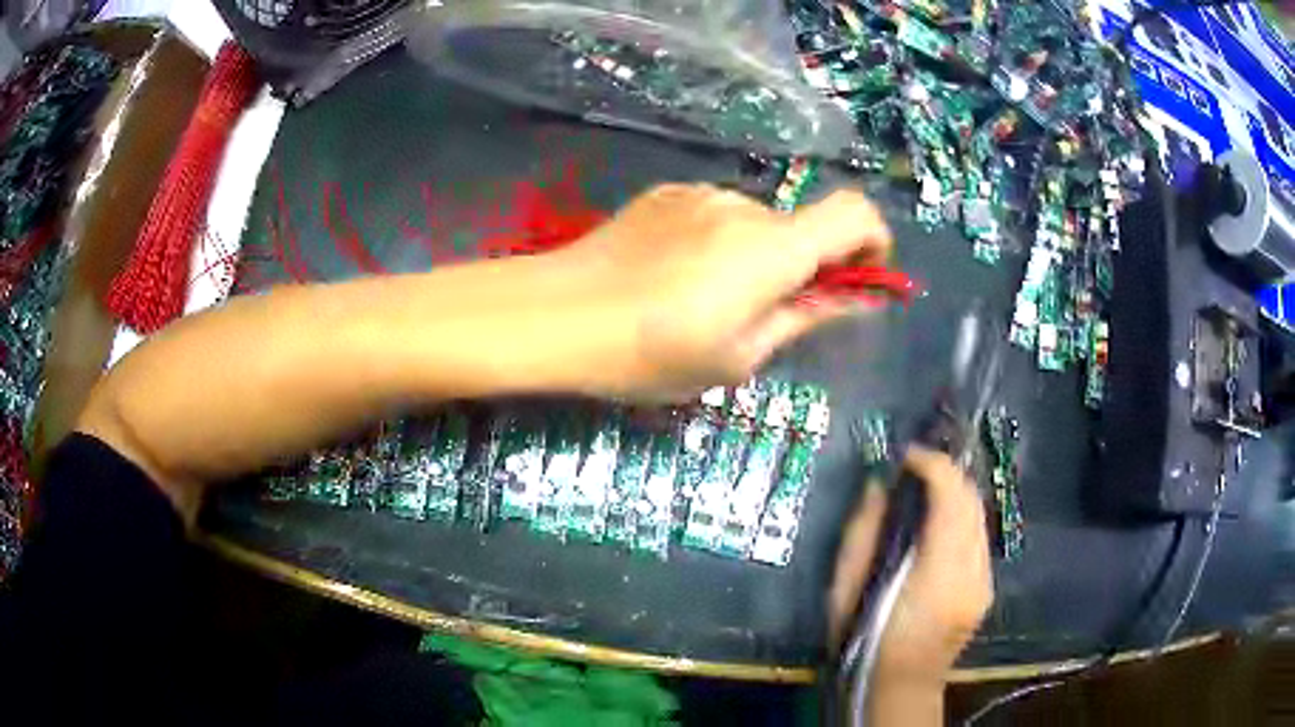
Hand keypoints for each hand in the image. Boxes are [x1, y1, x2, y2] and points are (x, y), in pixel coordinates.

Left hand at [554, 183, 890, 400]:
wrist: (556, 314)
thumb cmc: (652, 352)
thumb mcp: (740, 356)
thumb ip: (807, 317)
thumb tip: (857, 298)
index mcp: (774, 247)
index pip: (855, 213)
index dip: (873, 242)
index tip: (858, 280)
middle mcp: (743, 205)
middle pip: (800, 226)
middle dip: (800, 267)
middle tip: (760, 317)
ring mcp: (698, 193)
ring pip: (753, 225)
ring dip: (753, 258)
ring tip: (701, 303)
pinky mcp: (664, 195)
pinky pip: (712, 217)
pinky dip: (715, 244)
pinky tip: (670, 278)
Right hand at [828, 448, 992, 689]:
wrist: (898, 684)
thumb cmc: (864, 637)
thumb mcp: (846, 586)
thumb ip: (862, 531)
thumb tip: (878, 486)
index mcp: (938, 571)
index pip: (950, 496)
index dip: (931, 464)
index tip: (906, 456)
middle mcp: (973, 570)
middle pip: (972, 499)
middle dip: (946, 473)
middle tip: (915, 469)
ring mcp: (985, 580)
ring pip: (980, 516)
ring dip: (955, 494)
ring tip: (926, 492)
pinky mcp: (987, 588)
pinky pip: (979, 538)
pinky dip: (961, 519)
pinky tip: (939, 527)